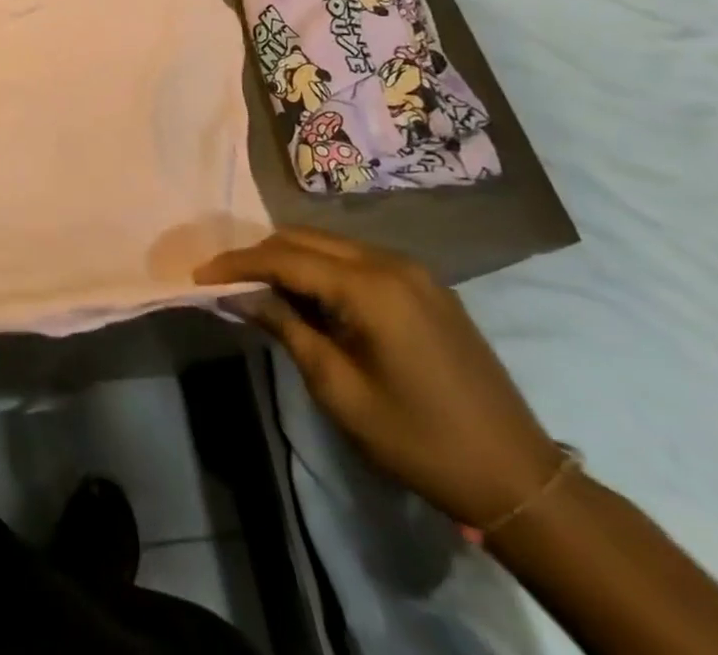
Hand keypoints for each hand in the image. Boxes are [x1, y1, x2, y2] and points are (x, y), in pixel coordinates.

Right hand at [196, 226, 560, 528]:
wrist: (518, 478)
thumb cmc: (419, 439)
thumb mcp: (339, 390)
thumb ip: (287, 329)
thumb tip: (240, 296)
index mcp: (369, 286)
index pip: (284, 257)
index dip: (237, 263)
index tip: (199, 274)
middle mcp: (390, 262)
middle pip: (305, 239)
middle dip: (261, 256)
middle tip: (226, 281)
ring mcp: (413, 270)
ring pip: (330, 244)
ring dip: (291, 260)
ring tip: (261, 288)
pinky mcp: (426, 285)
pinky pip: (357, 259)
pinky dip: (323, 268)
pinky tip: (310, 297)